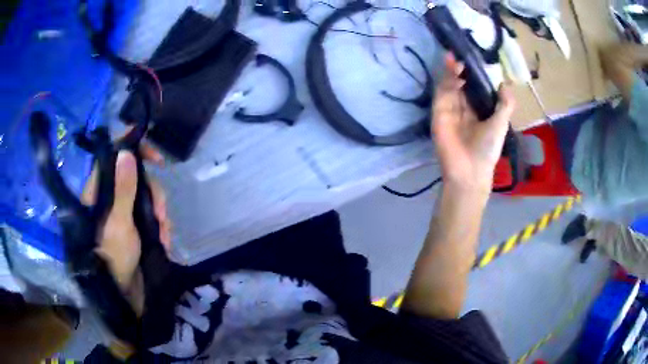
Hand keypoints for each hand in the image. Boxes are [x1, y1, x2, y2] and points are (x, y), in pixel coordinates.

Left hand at [81, 143, 170, 312]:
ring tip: (164, 235)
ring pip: (147, 197)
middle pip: (138, 177)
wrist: (121, 293)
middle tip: (161, 215)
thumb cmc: (113, 256)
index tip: (157, 159)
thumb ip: (123, 189)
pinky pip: (151, 215)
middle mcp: (112, 196)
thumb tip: (126, 152)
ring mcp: (124, 212)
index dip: (136, 151)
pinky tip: (164, 240)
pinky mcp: (134, 225)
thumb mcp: (118, 222)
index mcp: (101, 190)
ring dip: (160, 214)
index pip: (116, 156)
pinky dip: (160, 226)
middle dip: (154, 194)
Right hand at [432, 54, 514, 192]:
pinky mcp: (438, 115)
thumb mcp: (501, 123)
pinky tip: (454, 77)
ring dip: (450, 74)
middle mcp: (461, 108)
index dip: (471, 74)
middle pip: (457, 84)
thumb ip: (505, 104)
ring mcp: (448, 111)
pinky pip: (441, 97)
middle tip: (458, 55)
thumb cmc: (488, 148)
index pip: (471, 87)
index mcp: (475, 111)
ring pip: (448, 87)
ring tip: (455, 61)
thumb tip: (505, 84)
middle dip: (457, 69)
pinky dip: (445, 85)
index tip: (471, 60)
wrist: (471, 171)